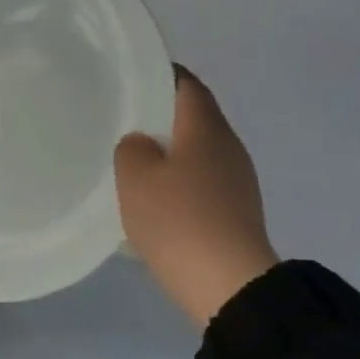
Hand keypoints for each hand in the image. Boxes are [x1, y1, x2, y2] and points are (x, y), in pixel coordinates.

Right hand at [115, 68, 278, 329]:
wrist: (227, 283)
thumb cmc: (177, 220)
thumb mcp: (135, 178)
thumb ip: (131, 149)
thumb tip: (142, 144)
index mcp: (206, 128)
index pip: (186, 84)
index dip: (160, 75)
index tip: (131, 78)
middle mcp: (228, 146)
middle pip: (193, 118)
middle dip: (160, 116)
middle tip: (122, 122)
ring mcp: (237, 180)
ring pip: (197, 152)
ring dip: (168, 153)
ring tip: (132, 163)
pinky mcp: (236, 210)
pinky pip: (202, 182)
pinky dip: (178, 182)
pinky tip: (155, 201)